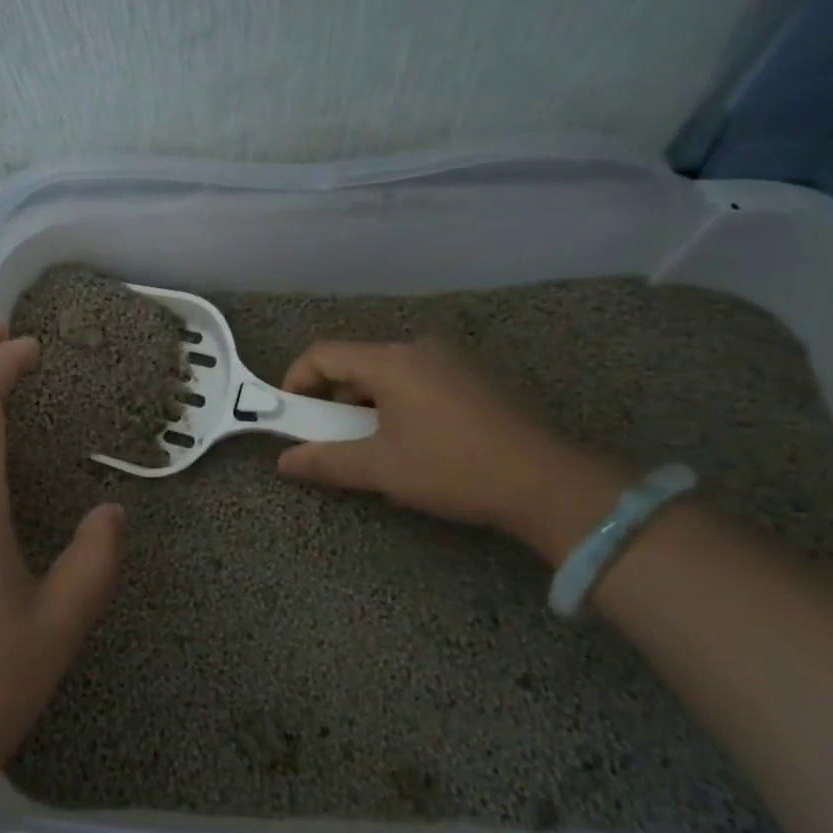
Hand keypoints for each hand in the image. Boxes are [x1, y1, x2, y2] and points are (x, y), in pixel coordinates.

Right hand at [276, 337, 630, 560]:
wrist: (549, 483)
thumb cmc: (453, 469)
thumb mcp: (382, 469)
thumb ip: (327, 461)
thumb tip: (284, 462)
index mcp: (391, 362)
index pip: (323, 354)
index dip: (297, 381)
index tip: (292, 417)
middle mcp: (419, 348)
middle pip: (357, 363)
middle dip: (336, 400)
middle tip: (336, 440)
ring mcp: (452, 360)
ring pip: (390, 374)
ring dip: (369, 405)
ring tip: (379, 448)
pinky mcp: (476, 378)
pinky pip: (420, 381)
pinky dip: (402, 404)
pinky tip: (420, 442)